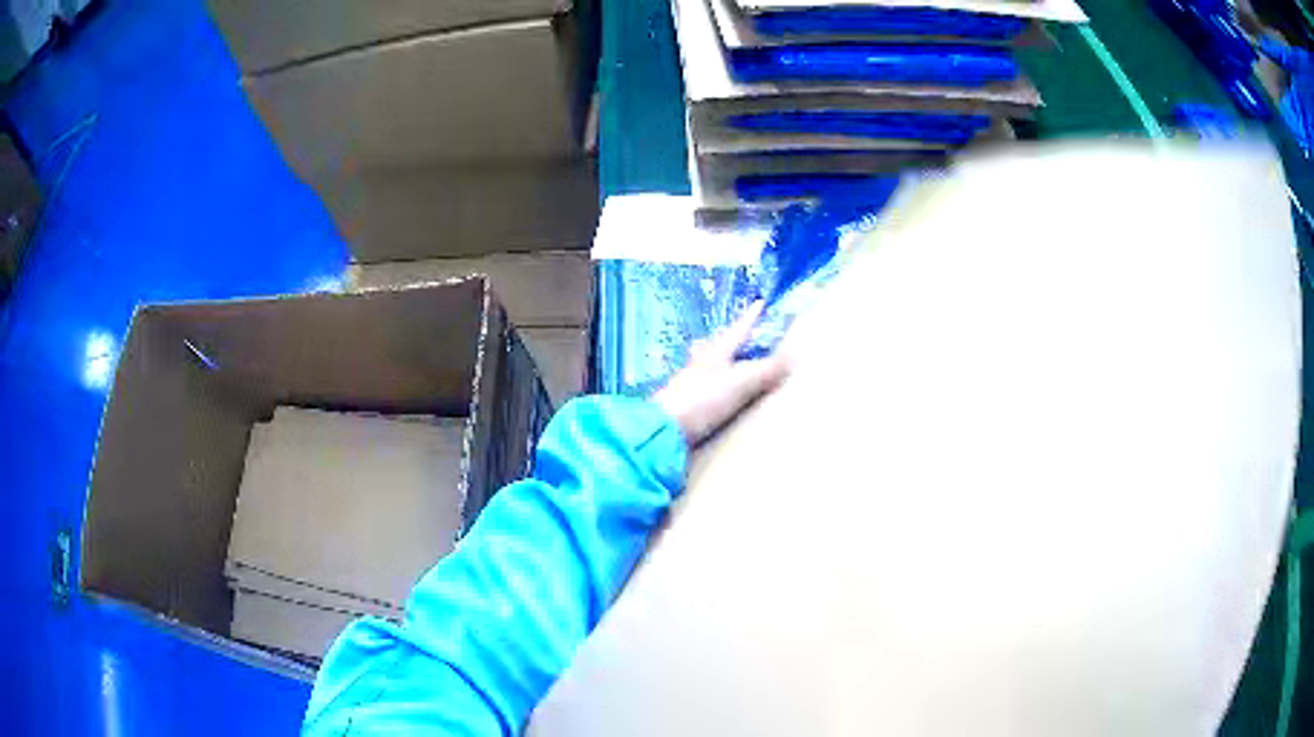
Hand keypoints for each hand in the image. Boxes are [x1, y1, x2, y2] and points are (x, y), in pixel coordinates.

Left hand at [654, 302, 791, 445]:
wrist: (664, 428)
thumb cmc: (702, 399)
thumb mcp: (741, 383)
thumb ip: (766, 370)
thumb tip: (795, 355)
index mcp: (717, 351)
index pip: (739, 329)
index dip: (751, 317)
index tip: (759, 303)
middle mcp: (701, 361)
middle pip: (718, 344)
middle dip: (731, 338)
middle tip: (740, 334)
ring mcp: (690, 381)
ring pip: (707, 363)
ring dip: (719, 359)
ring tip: (727, 361)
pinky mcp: (685, 402)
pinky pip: (703, 385)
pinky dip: (712, 382)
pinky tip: (714, 391)